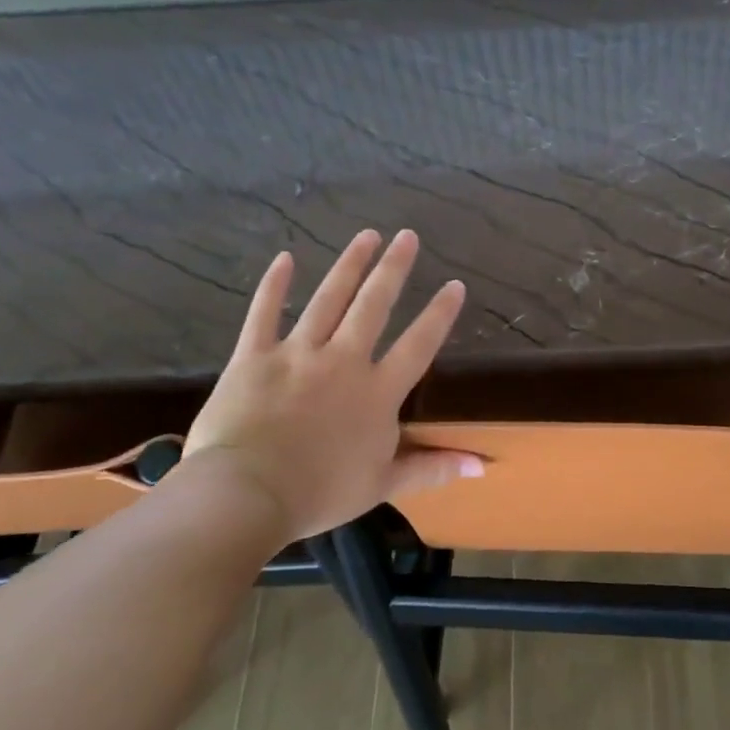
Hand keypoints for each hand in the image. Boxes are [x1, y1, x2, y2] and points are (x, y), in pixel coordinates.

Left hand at [182, 228, 482, 541]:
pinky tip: (286, 258)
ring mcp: (297, 353)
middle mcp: (343, 360)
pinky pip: (264, 313)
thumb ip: (432, 467)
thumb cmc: (319, 493)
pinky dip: (274, 285)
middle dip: (393, 268)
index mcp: (377, 392)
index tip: (455, 284)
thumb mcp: (383, 484)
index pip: (418, 344)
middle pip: (374, 305)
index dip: (439, 314)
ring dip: (349, 265)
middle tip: (408, 236)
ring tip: (366, 235)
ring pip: (328, 299)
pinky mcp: (254, 356)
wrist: (247, 494)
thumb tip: (482, 464)